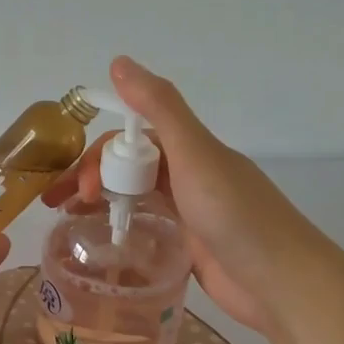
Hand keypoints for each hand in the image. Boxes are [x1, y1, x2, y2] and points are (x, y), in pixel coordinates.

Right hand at [42, 56, 319, 334]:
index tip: (76, 184)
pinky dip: (122, 228)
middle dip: (91, 179)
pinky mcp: (190, 246)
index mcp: (190, 149)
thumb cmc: (236, 216)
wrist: (281, 283)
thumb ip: (159, 108)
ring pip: (135, 196)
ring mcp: (190, 212)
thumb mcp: (195, 154)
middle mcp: (189, 175)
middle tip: (61, 206)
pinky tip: (103, 243)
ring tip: (69, 224)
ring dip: (101, 202)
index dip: (99, 156)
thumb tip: (119, 61)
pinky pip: (147, 226)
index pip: (130, 140)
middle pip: (128, 167)